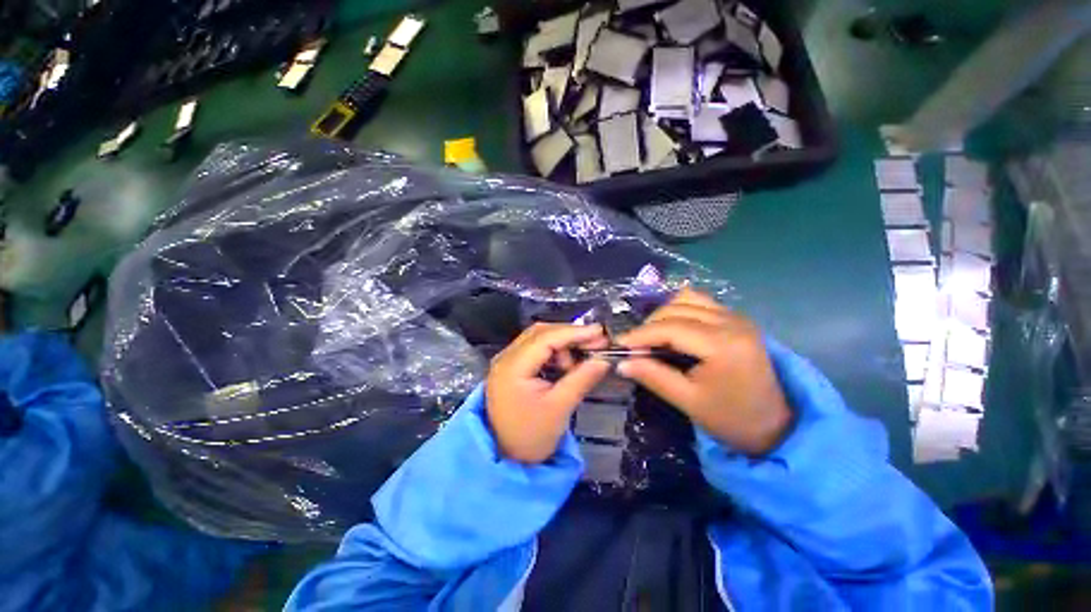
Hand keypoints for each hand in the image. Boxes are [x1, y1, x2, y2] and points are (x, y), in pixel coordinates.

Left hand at [486, 323, 610, 463]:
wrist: (505, 456)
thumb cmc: (530, 436)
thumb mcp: (559, 408)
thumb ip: (582, 379)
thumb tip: (604, 359)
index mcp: (512, 366)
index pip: (545, 338)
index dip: (574, 332)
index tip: (599, 332)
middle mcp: (506, 357)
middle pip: (541, 333)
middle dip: (569, 335)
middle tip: (595, 343)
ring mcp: (507, 360)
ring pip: (538, 338)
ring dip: (562, 344)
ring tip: (578, 362)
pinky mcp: (512, 367)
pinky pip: (535, 349)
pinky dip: (554, 352)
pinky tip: (565, 364)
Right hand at [616, 289, 791, 454]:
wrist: (777, 426)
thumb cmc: (732, 418)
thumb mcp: (688, 401)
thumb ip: (653, 376)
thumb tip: (621, 362)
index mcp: (723, 344)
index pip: (670, 327)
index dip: (640, 334)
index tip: (618, 345)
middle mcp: (732, 321)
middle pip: (676, 308)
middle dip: (649, 325)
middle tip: (635, 347)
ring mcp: (736, 316)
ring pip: (687, 299)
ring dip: (664, 314)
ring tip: (653, 337)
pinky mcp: (736, 319)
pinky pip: (699, 303)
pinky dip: (679, 311)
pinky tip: (672, 329)